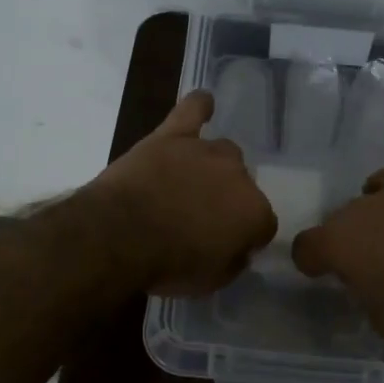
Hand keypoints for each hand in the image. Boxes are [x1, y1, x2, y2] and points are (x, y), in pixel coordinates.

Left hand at [89, 91, 277, 294]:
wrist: (121, 235)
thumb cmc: (169, 265)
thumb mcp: (211, 280)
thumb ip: (233, 260)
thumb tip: (238, 249)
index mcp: (254, 212)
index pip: (262, 224)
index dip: (245, 237)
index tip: (227, 247)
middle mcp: (238, 175)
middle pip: (243, 185)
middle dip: (227, 201)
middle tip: (200, 219)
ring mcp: (204, 151)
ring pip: (222, 152)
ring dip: (211, 168)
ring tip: (190, 183)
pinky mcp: (172, 136)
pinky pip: (192, 110)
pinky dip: (199, 106)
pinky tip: (205, 102)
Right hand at [292, 169, 383, 338]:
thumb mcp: (380, 319)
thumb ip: (363, 294)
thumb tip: (367, 284)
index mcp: (334, 245)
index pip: (304, 249)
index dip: (312, 263)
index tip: (322, 274)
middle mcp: (351, 212)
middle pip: (336, 223)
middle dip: (346, 242)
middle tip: (365, 264)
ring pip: (363, 204)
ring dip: (370, 221)